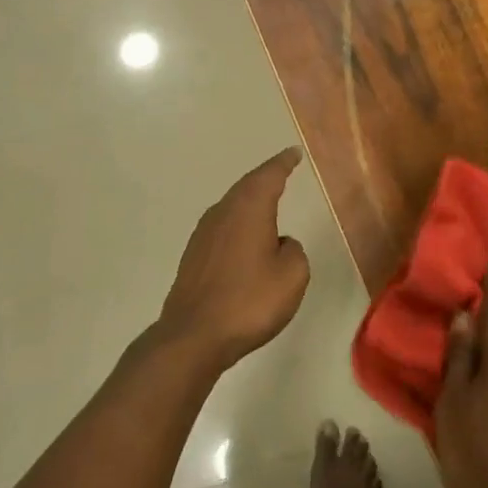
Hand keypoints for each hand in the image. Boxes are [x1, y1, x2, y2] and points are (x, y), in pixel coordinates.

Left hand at [156, 148, 310, 365]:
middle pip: (247, 186)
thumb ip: (293, 251)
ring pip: (232, 206)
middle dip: (265, 178)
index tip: (293, 152)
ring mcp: (203, 233)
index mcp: (249, 209)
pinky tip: (245, 237)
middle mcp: (223, 212)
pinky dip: (238, 224)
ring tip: (266, 201)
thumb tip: (280, 244)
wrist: (194, 334)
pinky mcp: (194, 255)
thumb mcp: (292, 276)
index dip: (283, 163)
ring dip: (249, 201)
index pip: (269, 175)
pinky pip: (223, 227)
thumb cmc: (249, 301)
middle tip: (282, 170)